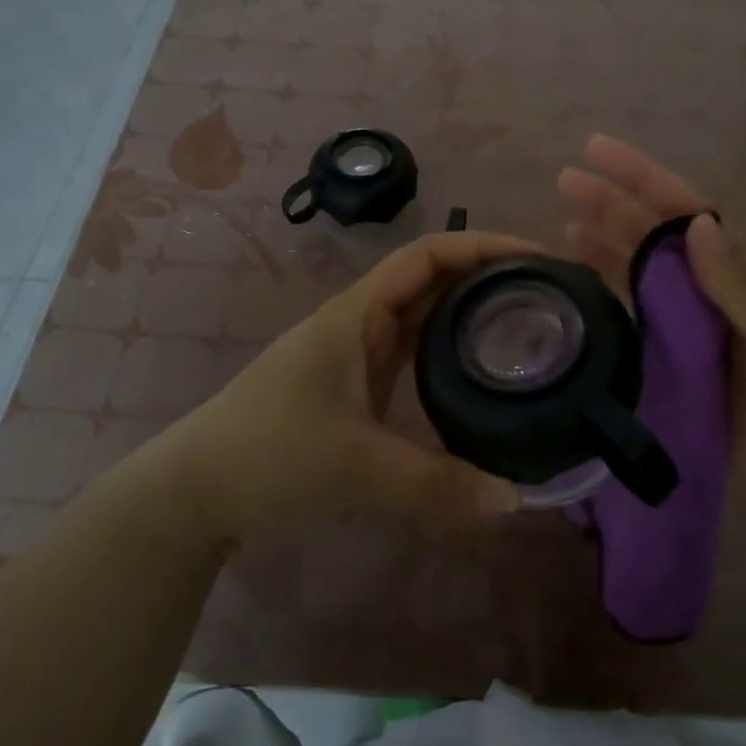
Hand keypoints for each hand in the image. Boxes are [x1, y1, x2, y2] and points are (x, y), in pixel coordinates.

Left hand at [146, 233, 530, 547]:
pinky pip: (412, 353)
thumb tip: (516, 500)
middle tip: (549, 293)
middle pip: (432, 278)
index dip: (483, 245)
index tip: (538, 258)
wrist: (196, 490)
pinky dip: (449, 351)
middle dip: (487, 275)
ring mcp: (355, 354)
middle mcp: (360, 322)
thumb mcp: (356, 466)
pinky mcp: (355, 385)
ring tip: (528, 322)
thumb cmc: (268, 454)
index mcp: (356, 313)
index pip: (428, 255)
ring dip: (470, 310)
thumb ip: (436, 484)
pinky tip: (480, 371)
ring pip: (423, 316)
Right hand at [559, 135, 745, 567]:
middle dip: (612, 207)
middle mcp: (716, 297)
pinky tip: (579, 304)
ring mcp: (697, 339)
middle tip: (564, 181)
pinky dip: (608, 314)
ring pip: (641, 285)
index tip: (597, 149)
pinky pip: (637, 336)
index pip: (687, 212)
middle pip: (655, 242)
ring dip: (605, 255)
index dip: (642, 178)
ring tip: (558, 232)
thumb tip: (696, 223)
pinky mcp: (682, 380)